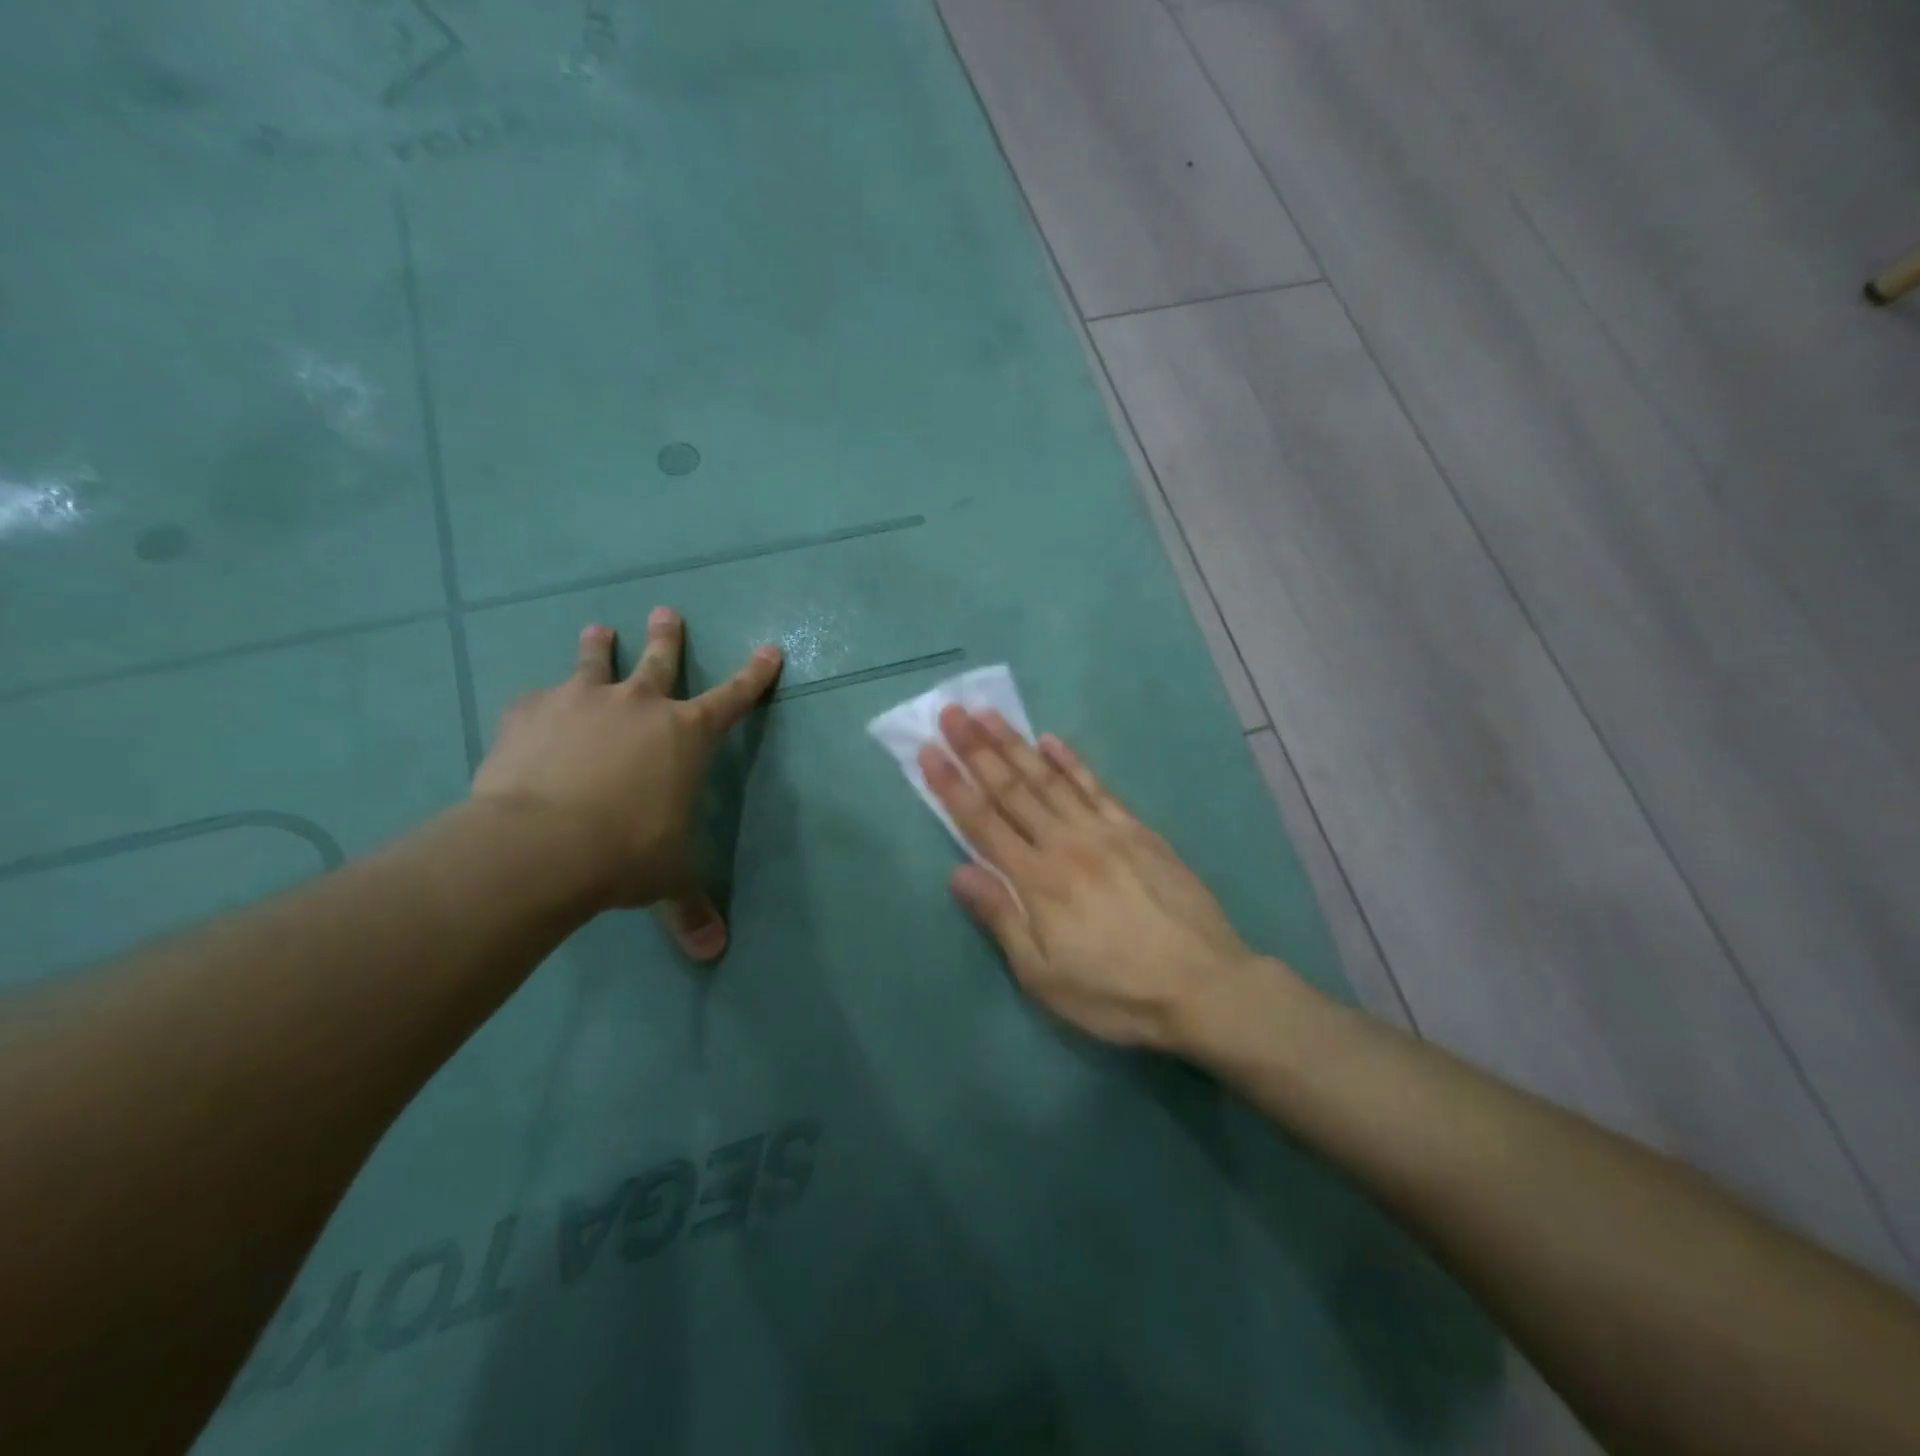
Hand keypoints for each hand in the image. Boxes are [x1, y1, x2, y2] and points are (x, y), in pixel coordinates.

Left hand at [470, 608, 781, 958]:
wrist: (540, 843)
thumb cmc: (626, 853)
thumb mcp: (668, 878)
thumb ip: (691, 907)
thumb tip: (714, 953)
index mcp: (686, 735)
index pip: (734, 697)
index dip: (754, 675)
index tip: (769, 649)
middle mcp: (639, 704)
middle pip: (660, 659)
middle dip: (668, 636)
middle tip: (665, 611)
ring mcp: (581, 701)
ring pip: (594, 661)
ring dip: (598, 646)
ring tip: (597, 630)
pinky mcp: (529, 712)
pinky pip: (537, 699)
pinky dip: (540, 704)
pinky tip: (532, 712)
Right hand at [919, 707, 1277, 1050]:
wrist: (1204, 986)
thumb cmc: (1116, 992)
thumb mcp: (1045, 976)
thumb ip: (1002, 918)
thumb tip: (958, 873)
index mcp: (1037, 880)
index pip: (983, 822)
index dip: (952, 785)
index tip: (928, 750)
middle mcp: (1065, 843)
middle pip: (1012, 790)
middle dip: (976, 750)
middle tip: (951, 713)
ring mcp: (1104, 832)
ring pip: (1049, 779)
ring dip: (1016, 745)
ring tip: (988, 715)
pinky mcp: (1137, 831)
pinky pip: (1097, 787)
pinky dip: (1071, 761)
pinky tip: (1051, 740)